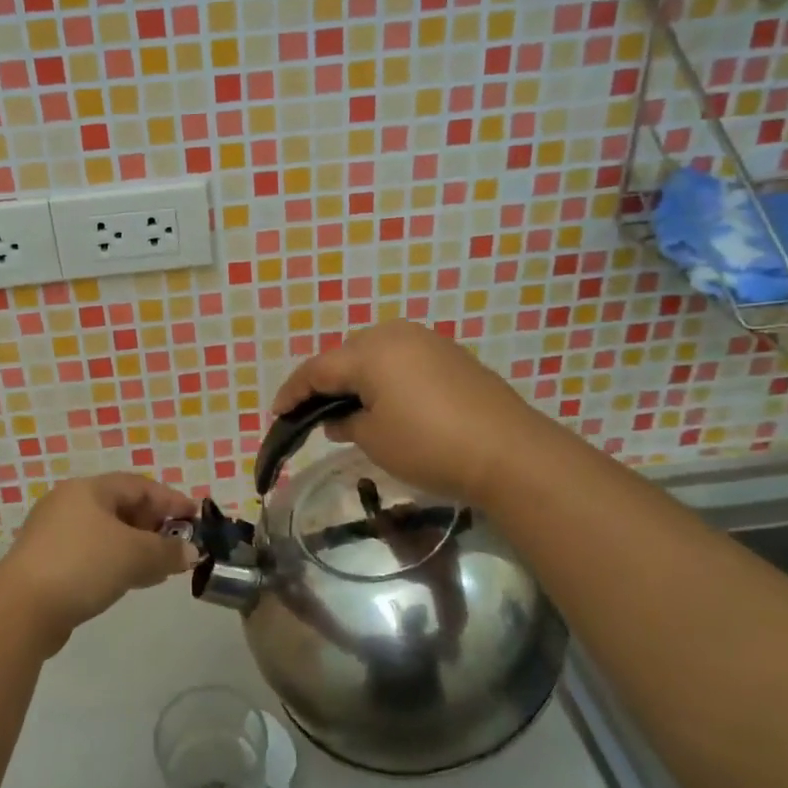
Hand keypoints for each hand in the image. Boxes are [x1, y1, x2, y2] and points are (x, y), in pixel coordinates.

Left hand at [0, 474, 197, 650]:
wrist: (21, 609)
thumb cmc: (83, 565)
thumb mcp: (135, 555)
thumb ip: (167, 552)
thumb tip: (190, 553)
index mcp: (88, 489)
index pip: (139, 485)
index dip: (171, 500)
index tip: (196, 517)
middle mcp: (69, 503)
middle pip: (121, 507)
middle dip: (154, 525)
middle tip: (178, 544)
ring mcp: (54, 534)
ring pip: (107, 533)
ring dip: (137, 547)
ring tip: (160, 567)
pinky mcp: (46, 563)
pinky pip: (92, 554)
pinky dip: (116, 561)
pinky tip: (130, 581)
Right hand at [270, 320, 534, 505]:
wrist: (510, 453)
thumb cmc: (430, 446)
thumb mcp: (375, 440)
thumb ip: (347, 423)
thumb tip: (338, 419)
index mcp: (370, 352)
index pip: (317, 369)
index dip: (293, 392)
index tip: (277, 415)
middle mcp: (396, 335)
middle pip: (346, 355)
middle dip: (326, 382)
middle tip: (313, 412)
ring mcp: (428, 341)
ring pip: (376, 354)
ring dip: (357, 378)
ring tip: (349, 408)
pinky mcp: (452, 356)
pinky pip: (403, 360)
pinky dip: (386, 378)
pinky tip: (388, 402)